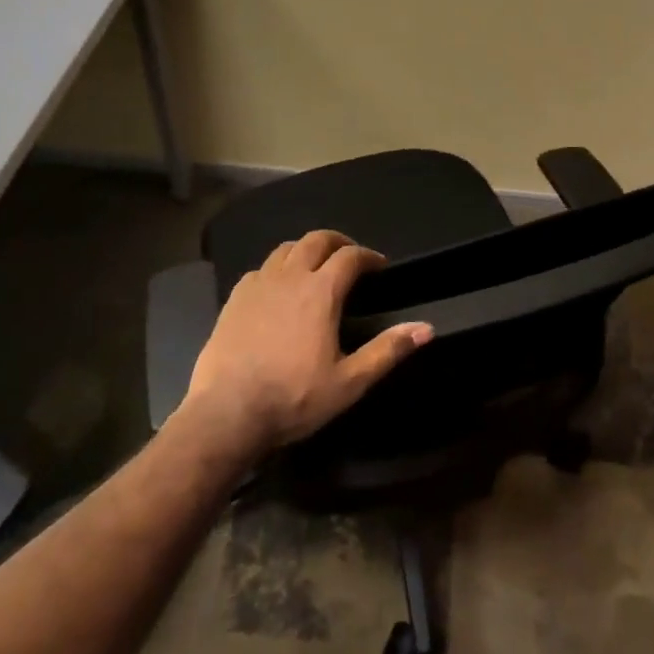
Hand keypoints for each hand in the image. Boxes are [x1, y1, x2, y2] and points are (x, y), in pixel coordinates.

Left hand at [182, 230, 434, 457]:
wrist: (226, 413)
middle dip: (338, 242)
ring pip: (285, 249)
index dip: (368, 256)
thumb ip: (388, 351)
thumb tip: (427, 328)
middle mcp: (290, 277)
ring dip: (306, 250)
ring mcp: (258, 285)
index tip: (380, 266)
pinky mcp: (234, 298)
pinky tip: (278, 289)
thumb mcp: (349, 382)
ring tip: (315, 267)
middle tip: (350, 257)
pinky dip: (277, 269)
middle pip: (316, 240)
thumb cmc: (293, 398)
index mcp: (321, 292)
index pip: (350, 256)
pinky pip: (261, 269)